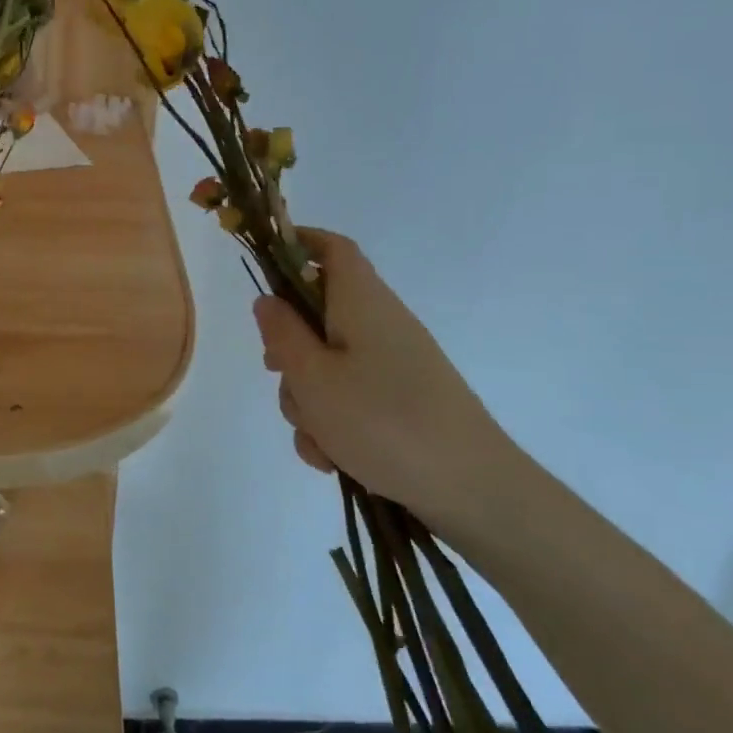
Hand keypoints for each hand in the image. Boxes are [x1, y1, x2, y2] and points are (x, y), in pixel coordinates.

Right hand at [252, 230, 521, 541]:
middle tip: (280, 377)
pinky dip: (333, 423)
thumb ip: (282, 335)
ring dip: (309, 400)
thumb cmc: (383, 421)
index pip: (332, 249)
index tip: (262, 266)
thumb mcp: (314, 378)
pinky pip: (350, 398)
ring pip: (327, 365)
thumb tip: (267, 301)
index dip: (297, 244)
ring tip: (319, 441)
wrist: (471, 489)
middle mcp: (380, 324)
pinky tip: (335, 459)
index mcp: (362, 303)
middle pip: (318, 315)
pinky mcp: (400, 401)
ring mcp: (393, 364)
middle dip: (289, 350)